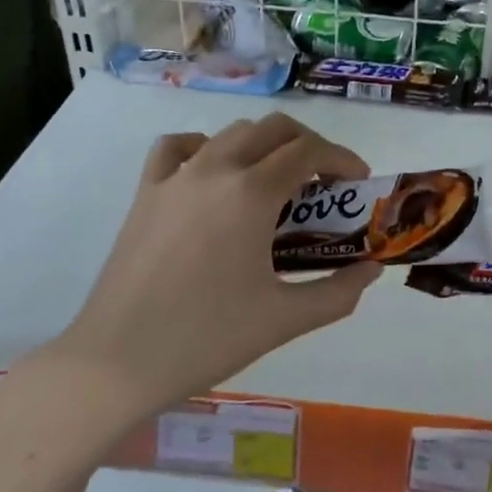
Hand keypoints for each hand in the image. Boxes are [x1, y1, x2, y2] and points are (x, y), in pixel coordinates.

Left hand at [44, 115, 382, 416]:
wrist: (118, 362)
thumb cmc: (208, 338)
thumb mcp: (286, 320)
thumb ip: (339, 292)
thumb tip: (373, 270)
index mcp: (252, 193)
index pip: (309, 151)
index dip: (342, 159)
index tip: (358, 181)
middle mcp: (216, 169)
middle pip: (274, 128)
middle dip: (308, 145)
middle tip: (324, 182)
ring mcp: (176, 176)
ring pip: (231, 132)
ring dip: (264, 144)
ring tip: (274, 182)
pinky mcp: (146, 192)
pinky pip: (177, 147)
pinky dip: (204, 147)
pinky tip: (213, 173)